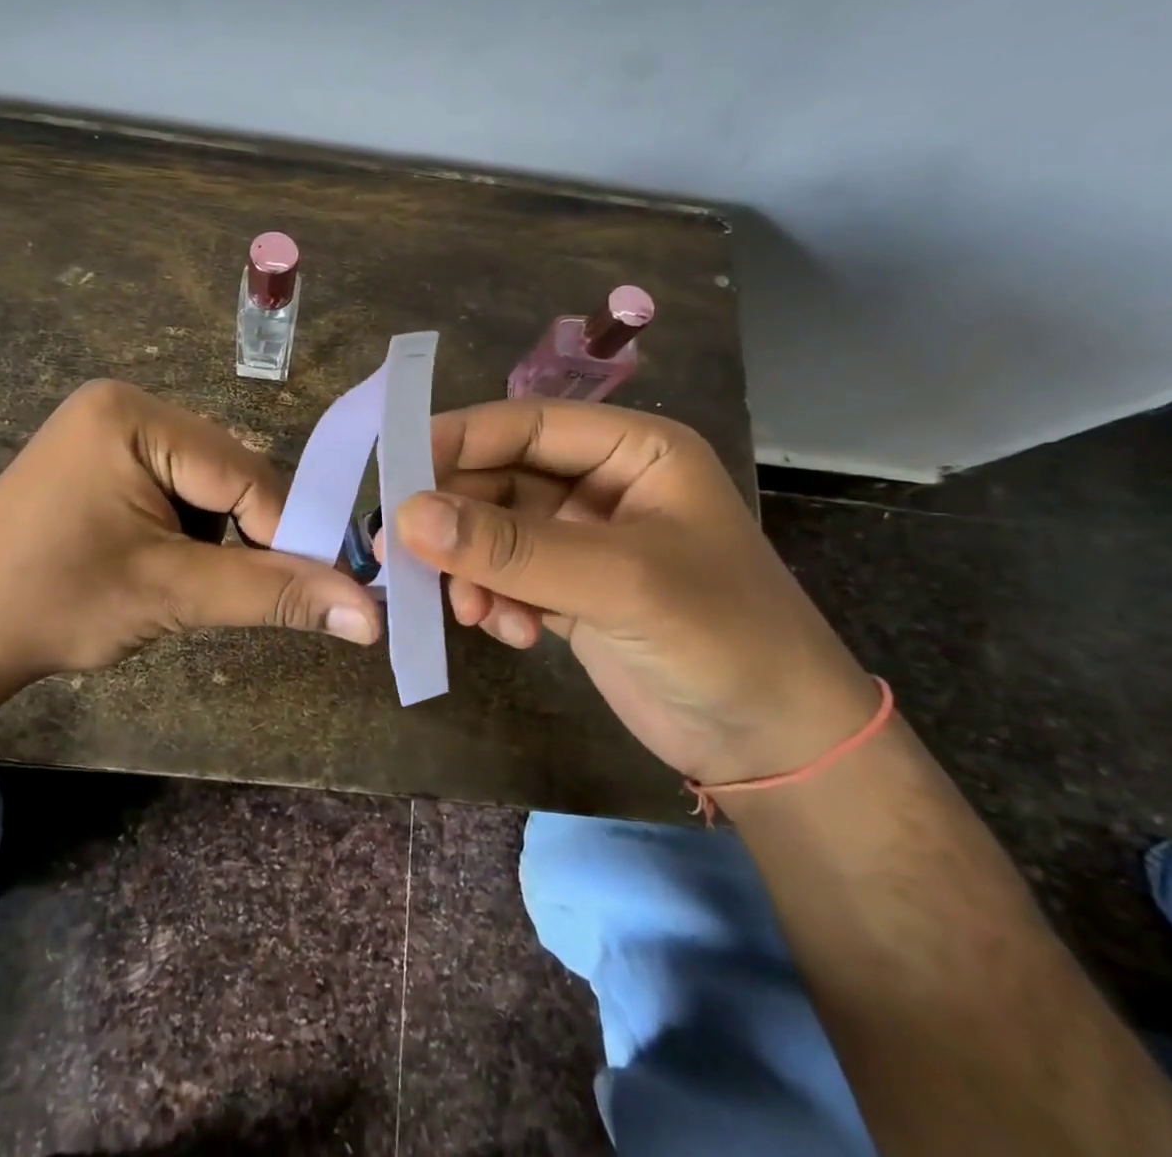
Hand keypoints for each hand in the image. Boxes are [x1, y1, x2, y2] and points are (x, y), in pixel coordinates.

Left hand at [0, 380, 382, 704]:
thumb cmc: (55, 604)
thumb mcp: (173, 595)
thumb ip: (274, 595)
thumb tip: (370, 616)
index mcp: (136, 415)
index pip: (245, 472)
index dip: (284, 533)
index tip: (311, 591)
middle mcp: (126, 405)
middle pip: (230, 473)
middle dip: (244, 536)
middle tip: (235, 593)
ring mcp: (110, 430)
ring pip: (210, 485)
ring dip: (217, 537)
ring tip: (185, 584)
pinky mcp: (102, 458)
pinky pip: (177, 488)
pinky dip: (189, 531)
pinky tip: (160, 564)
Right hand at [390, 399, 876, 785]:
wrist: (776, 747)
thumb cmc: (722, 637)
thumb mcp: (618, 582)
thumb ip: (512, 548)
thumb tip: (407, 516)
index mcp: (631, 450)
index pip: (526, 424)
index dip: (459, 440)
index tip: (395, 471)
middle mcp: (600, 484)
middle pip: (500, 479)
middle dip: (458, 520)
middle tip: (408, 556)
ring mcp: (581, 539)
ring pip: (493, 532)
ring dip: (472, 569)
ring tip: (471, 613)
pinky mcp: (566, 589)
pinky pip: (503, 576)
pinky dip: (493, 600)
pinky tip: (511, 633)